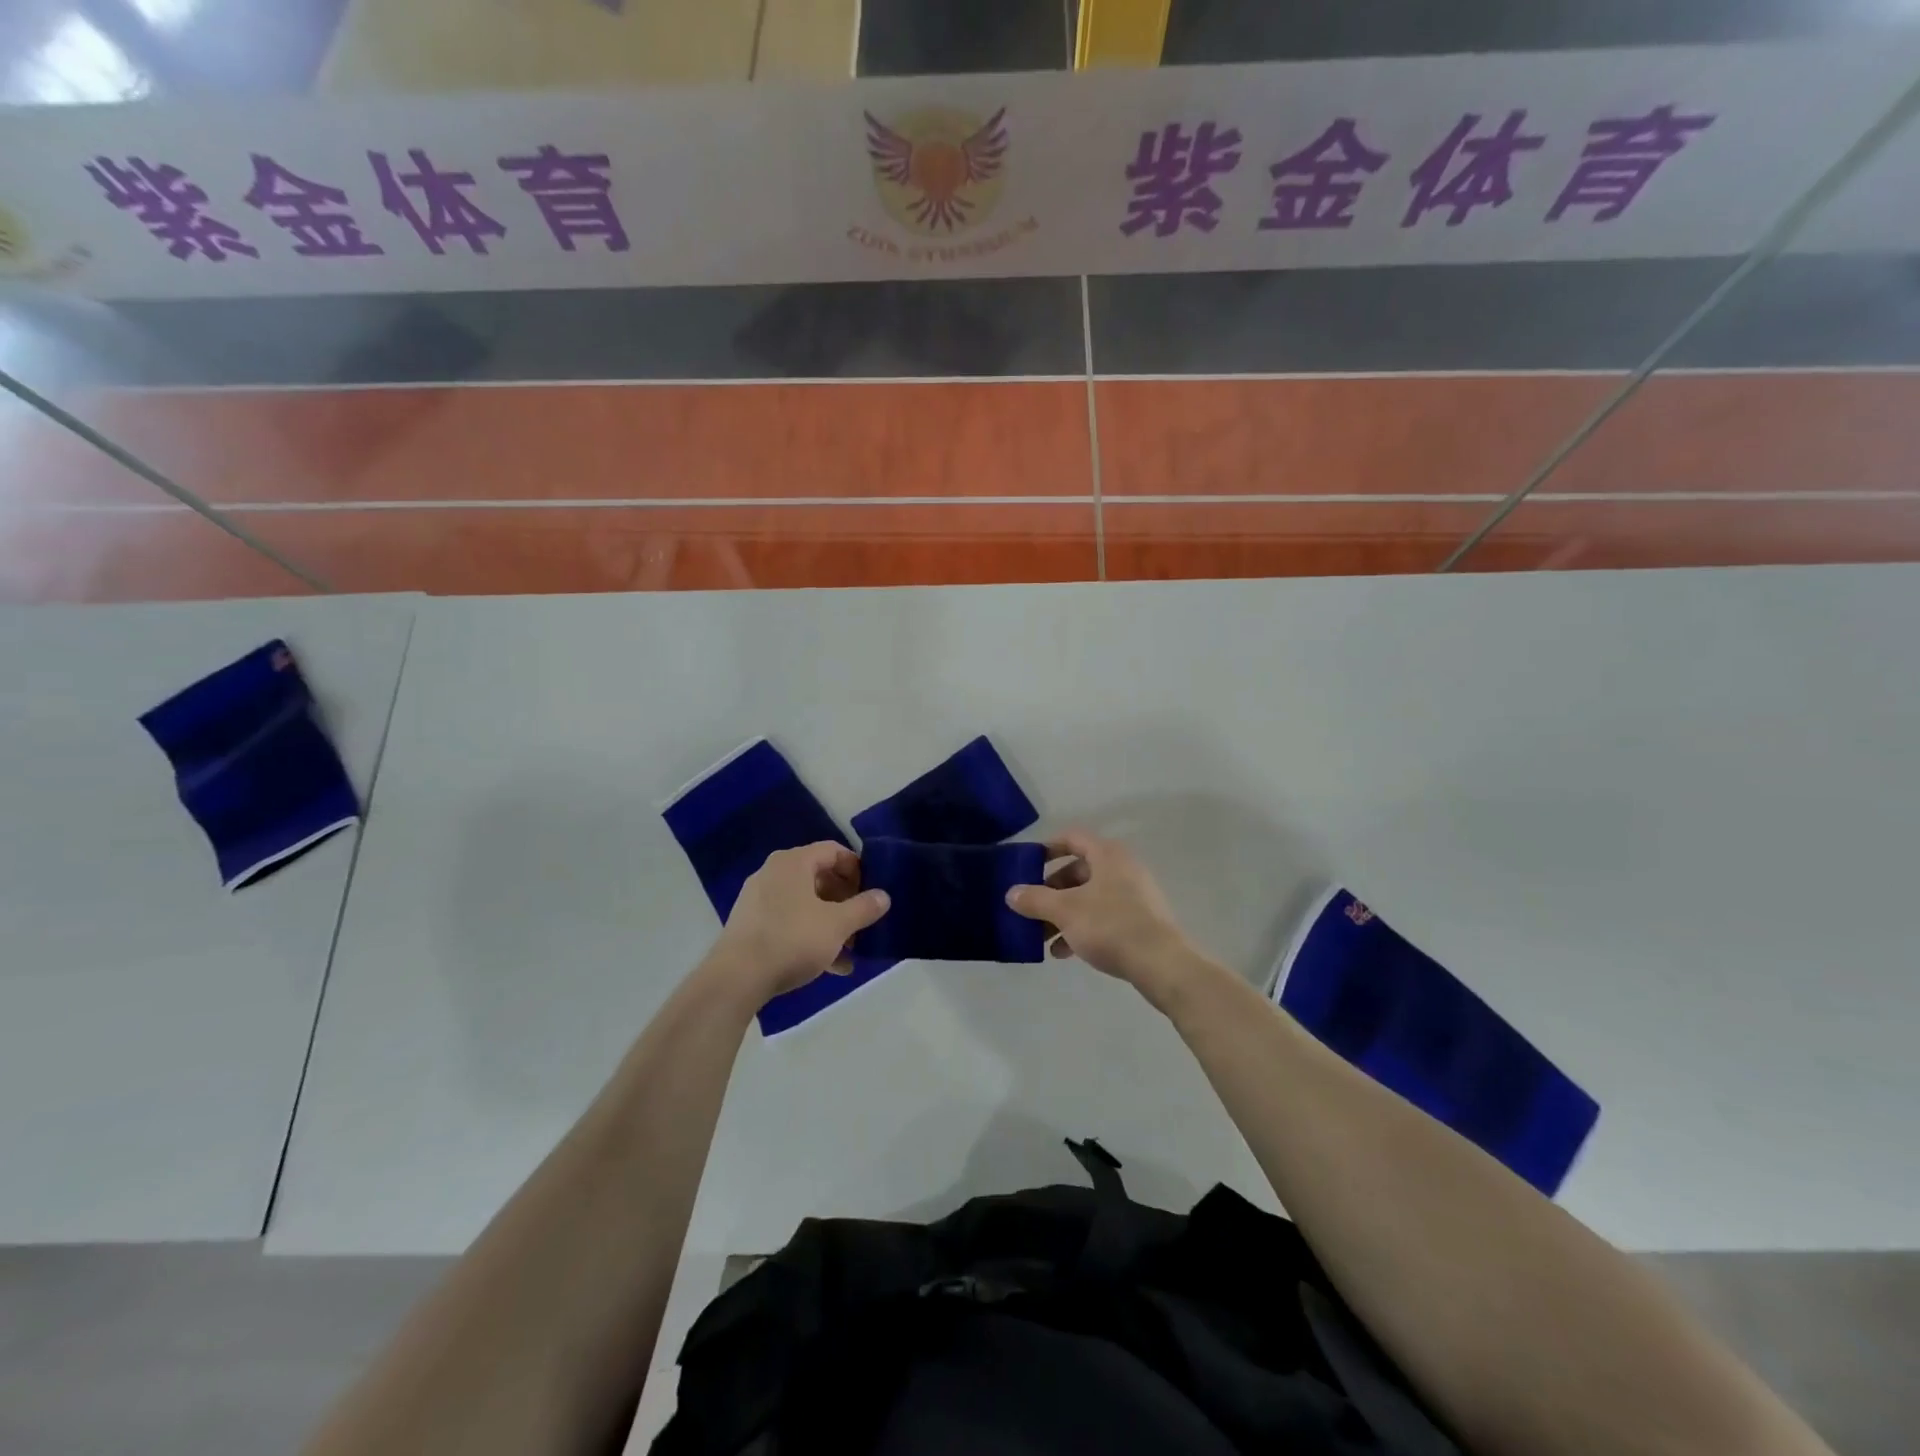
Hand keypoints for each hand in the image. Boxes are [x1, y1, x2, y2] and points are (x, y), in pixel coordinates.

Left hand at [711, 843, 890, 999]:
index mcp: (794, 862)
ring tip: (851, 951)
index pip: (833, 851)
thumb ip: (864, 908)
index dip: (857, 868)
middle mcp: (774, 873)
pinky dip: (810, 936)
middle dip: (846, 901)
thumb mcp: (837, 925)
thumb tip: (884, 896)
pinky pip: (789, 922)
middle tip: (863, 922)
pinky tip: (830, 966)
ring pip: (805, 904)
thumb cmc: (792, 939)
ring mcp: (759, 900)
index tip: (872, 891)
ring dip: (831, 923)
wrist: (736, 978)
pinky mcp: (750, 926)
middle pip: (820, 878)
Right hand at [1005, 829, 1196, 1002]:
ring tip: (1042, 938)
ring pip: (1089, 897)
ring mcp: (1134, 895)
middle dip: (1051, 891)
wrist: (1162, 964)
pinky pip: (1102, 917)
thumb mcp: (1065, 911)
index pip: (1072, 838)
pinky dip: (1081, 928)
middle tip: (1031, 908)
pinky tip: (1064, 952)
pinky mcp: (1140, 921)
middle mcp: (1122, 868)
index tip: (1027, 865)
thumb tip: (1011, 893)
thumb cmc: (1110, 925)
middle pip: (1078, 871)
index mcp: (1107, 855)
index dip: (1047, 848)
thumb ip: (1035, 900)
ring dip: (1063, 915)